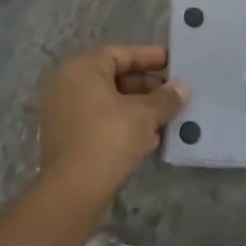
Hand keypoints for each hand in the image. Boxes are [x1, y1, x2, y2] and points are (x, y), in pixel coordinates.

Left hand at [37, 45, 188, 202]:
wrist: (72, 192)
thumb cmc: (108, 139)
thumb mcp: (144, 115)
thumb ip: (165, 98)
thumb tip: (182, 87)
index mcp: (82, 69)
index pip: (121, 54)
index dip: (150, 58)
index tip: (174, 63)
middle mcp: (67, 85)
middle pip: (114, 77)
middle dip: (147, 87)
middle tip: (174, 94)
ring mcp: (63, 113)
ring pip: (108, 102)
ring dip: (138, 108)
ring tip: (167, 117)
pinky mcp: (66, 139)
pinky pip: (100, 121)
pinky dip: (123, 124)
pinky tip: (150, 138)